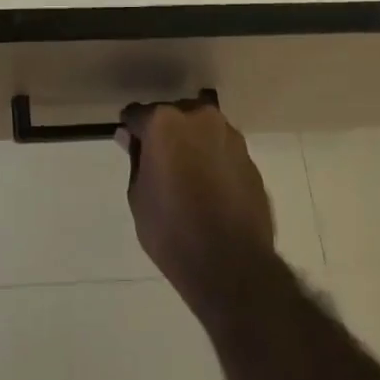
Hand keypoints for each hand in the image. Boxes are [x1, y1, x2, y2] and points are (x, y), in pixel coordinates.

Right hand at [118, 100, 275, 318]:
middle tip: (160, 163)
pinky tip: (210, 190)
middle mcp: (199, 117)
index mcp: (164, 122)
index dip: (131, 131)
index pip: (138, 114)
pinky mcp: (250, 158)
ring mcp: (229, 135)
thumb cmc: (173, 231)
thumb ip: (135, 160)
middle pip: (174, 115)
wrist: (232, 265)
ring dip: (192, 144)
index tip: (130, 146)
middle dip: (165, 133)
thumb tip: (130, 138)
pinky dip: (213, 160)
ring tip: (188, 177)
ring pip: (202, 129)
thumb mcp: (139, 198)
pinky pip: (222, 150)